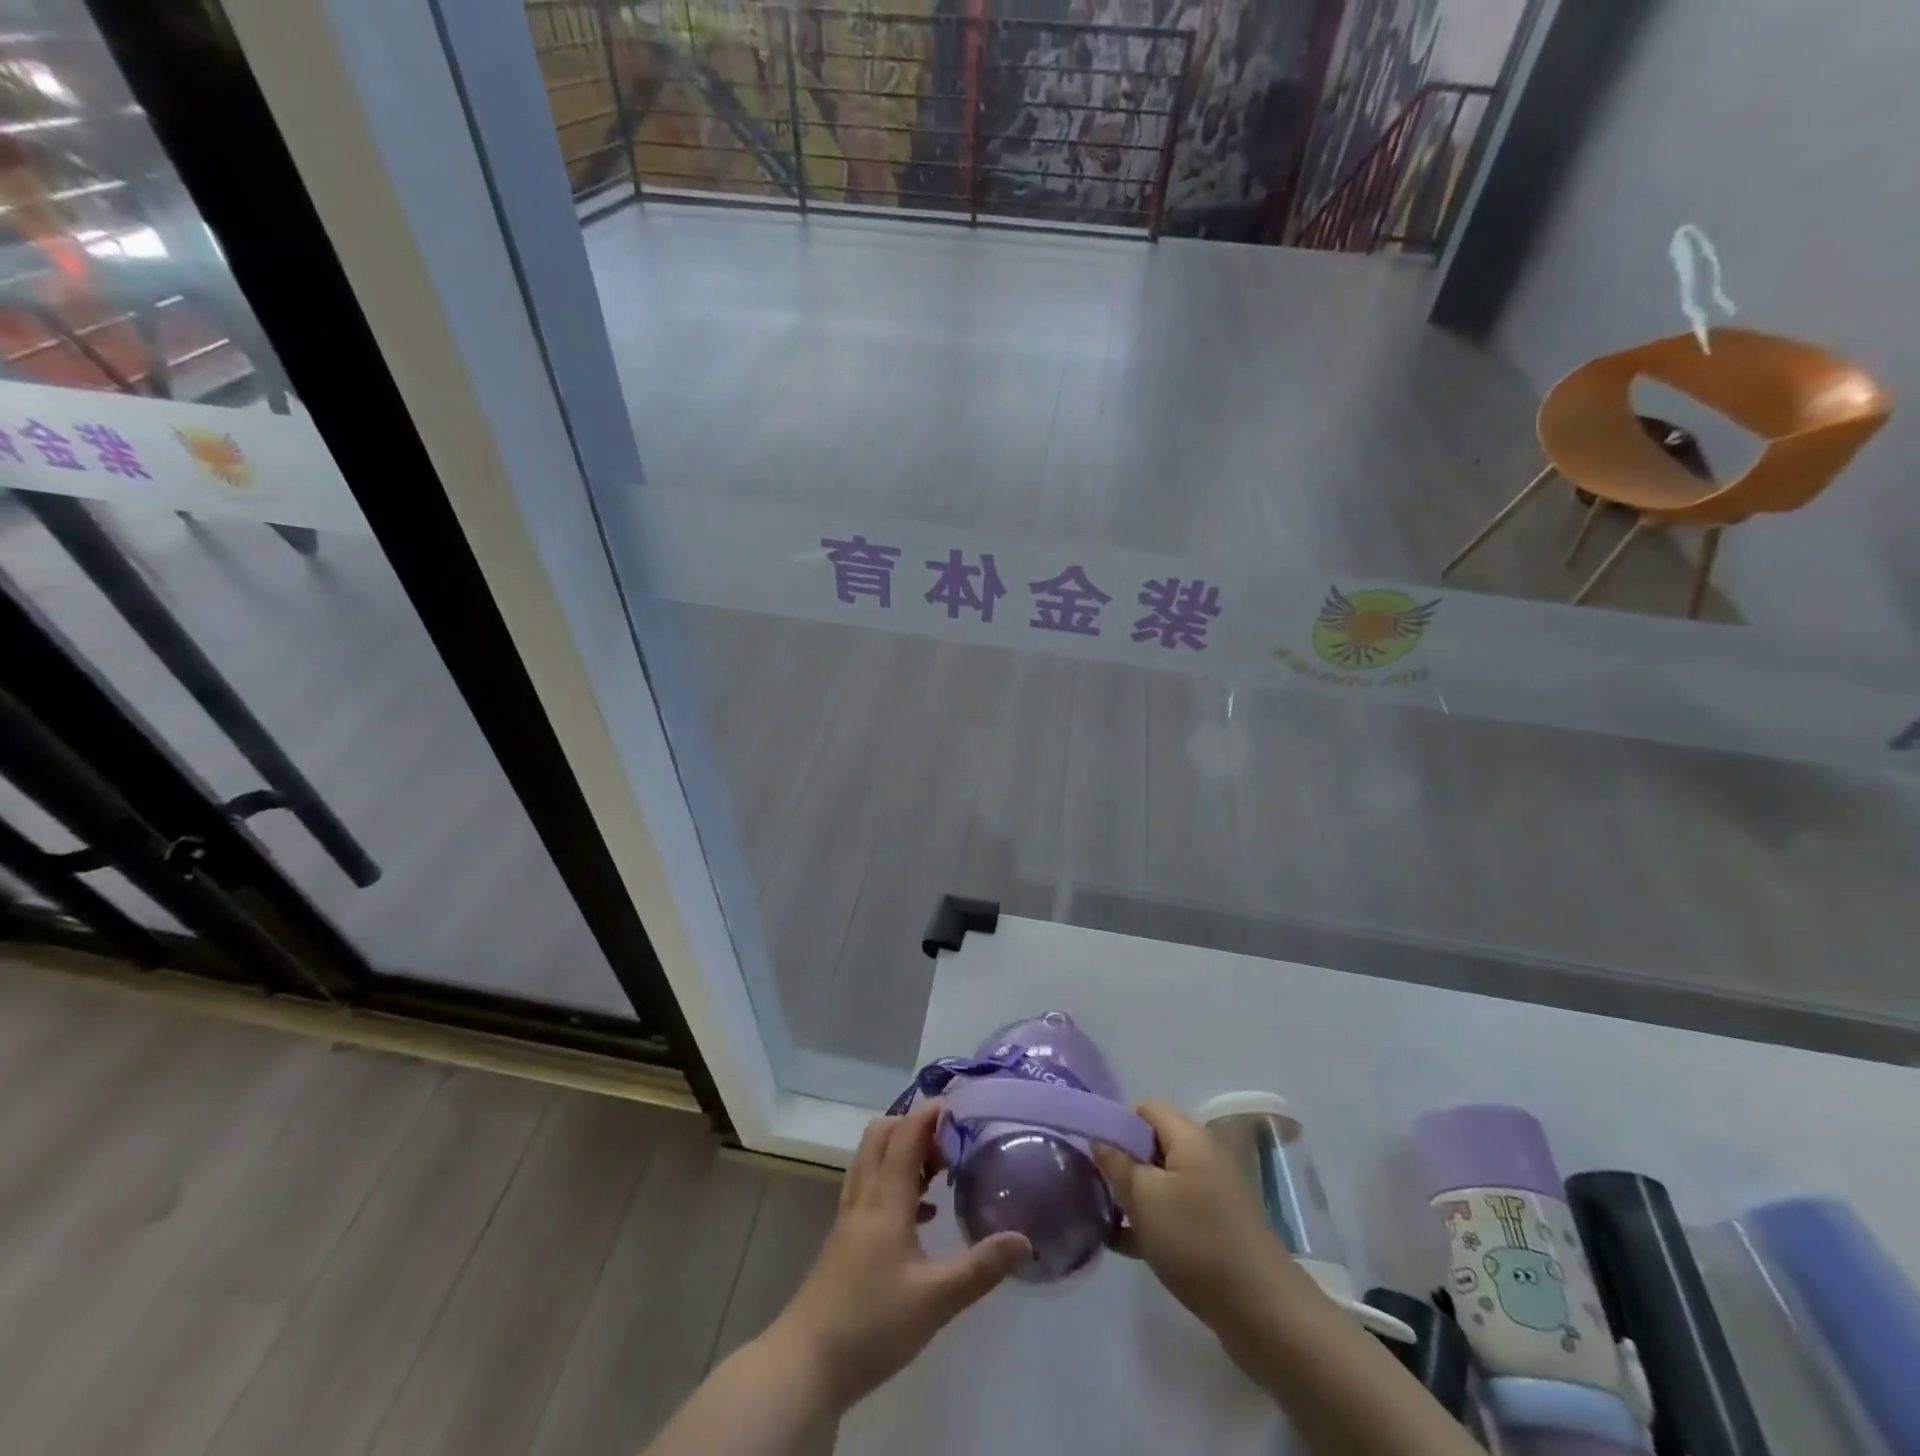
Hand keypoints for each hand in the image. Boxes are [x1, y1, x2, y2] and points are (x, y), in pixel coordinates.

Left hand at [766, 1102, 1029, 1411]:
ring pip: (873, 1159)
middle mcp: (864, 1196)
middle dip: (916, 1126)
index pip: (906, 1134)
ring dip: (903, 1151)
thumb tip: (1024, 1239)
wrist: (805, 1365)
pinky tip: (920, 1213)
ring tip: (940, 1171)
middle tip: (951, 1143)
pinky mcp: (844, 1238)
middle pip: (883, 1135)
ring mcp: (850, 1216)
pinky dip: (894, 1181)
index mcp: (885, 1199)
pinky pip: (870, 1186)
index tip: (960, 1108)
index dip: (930, 1113)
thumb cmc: (872, 1325)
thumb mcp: (936, 1300)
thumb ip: (981, 1267)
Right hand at [1093, 1100, 1305, 1347]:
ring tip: (1103, 1219)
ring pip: (1162, 1182)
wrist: (1262, 1311)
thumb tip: (1100, 1140)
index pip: (1146, 1108)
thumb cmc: (1196, 1240)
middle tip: (1098, 1189)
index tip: (1097, 1155)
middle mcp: (1204, 1157)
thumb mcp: (1144, 1198)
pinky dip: (1151, 1222)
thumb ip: (1116, 1164)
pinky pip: (1175, 1212)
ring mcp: (1213, 1194)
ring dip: (1134, 1196)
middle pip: (1153, 1144)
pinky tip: (1123, 1245)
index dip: (1118, 1123)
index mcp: (1189, 1137)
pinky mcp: (1216, 1229)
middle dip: (1123, 1163)